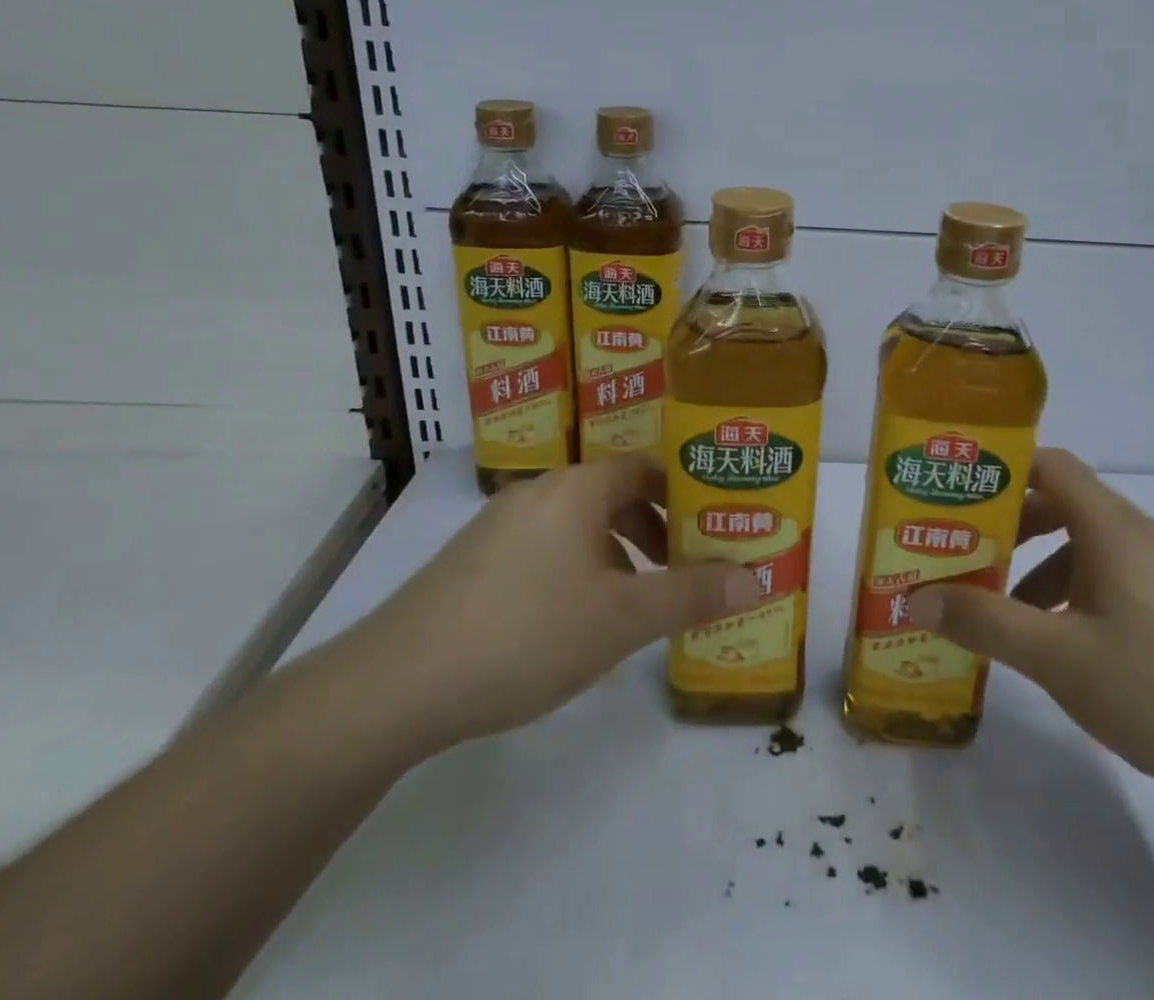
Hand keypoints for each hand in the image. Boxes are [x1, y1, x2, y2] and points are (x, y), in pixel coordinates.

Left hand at [328, 456, 761, 762]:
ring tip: (637, 601)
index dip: (684, 493)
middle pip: (613, 494)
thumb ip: (692, 594)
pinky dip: (577, 569)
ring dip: (617, 553)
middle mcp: (538, 493)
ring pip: (578, 525)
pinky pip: (545, 548)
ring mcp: (499, 526)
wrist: (396, 684)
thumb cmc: (527, 633)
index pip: (645, 468)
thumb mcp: (623, 618)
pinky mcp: (472, 562)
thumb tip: (758, 577)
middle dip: (655, 529)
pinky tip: (575, 622)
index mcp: (577, 489)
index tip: (712, 526)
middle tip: (685, 568)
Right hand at [908, 448, 1153, 800]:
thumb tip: (917, 597)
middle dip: (1010, 526)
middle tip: (965, 555)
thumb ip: (986, 623)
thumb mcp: (1060, 658)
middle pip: (1063, 503)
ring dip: (1040, 566)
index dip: (1001, 469)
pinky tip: (1064, 646)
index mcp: (1111, 528)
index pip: (1050, 465)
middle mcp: (1139, 534)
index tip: (958, 494)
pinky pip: (1113, 575)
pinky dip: (1074, 591)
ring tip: (1006, 613)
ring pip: (1087, 545)